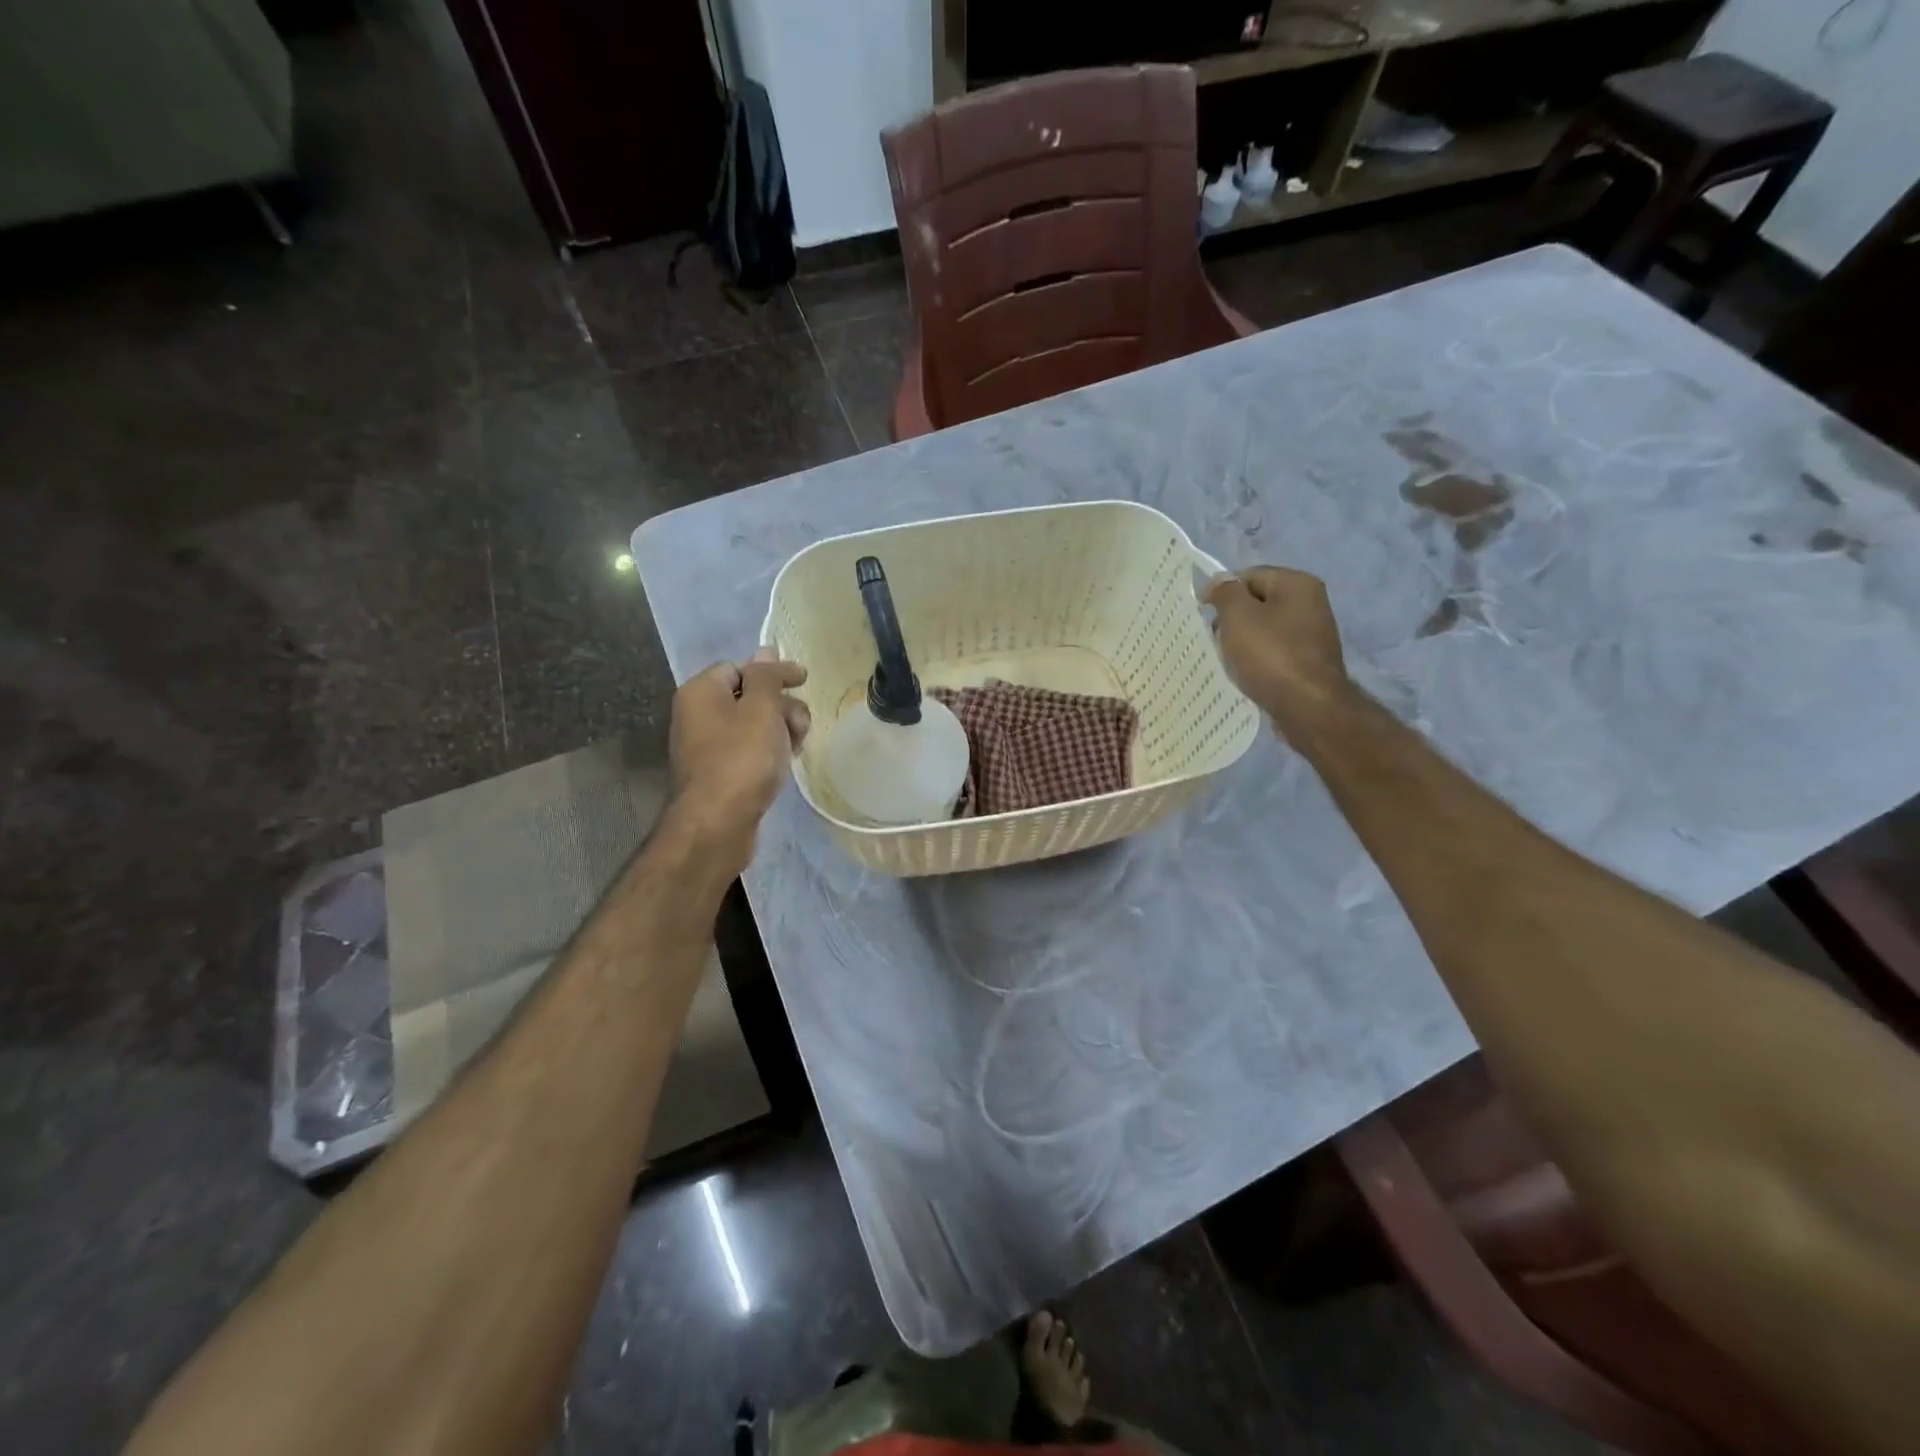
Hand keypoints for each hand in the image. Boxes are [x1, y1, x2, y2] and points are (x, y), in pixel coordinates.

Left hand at [669, 650, 809, 855]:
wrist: (717, 823)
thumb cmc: (741, 759)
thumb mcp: (762, 709)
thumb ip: (766, 676)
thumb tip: (766, 650)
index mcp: (701, 692)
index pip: (741, 667)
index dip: (774, 672)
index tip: (805, 682)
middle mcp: (697, 715)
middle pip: (748, 695)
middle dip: (782, 705)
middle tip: (803, 725)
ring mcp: (705, 746)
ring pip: (751, 724)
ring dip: (780, 728)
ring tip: (798, 747)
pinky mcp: (717, 772)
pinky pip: (747, 749)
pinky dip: (768, 750)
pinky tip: (785, 763)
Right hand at [1204, 566, 1350, 742]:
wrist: (1308, 707)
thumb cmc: (1270, 655)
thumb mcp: (1238, 617)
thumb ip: (1225, 593)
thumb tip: (1218, 581)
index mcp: (1297, 584)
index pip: (1249, 576)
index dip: (1222, 593)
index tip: (1204, 616)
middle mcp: (1311, 603)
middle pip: (1257, 603)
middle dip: (1232, 620)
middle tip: (1216, 641)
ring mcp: (1312, 634)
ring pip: (1264, 630)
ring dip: (1242, 643)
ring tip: (1229, 661)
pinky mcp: (1308, 662)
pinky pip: (1274, 652)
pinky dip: (1257, 660)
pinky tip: (1246, 675)